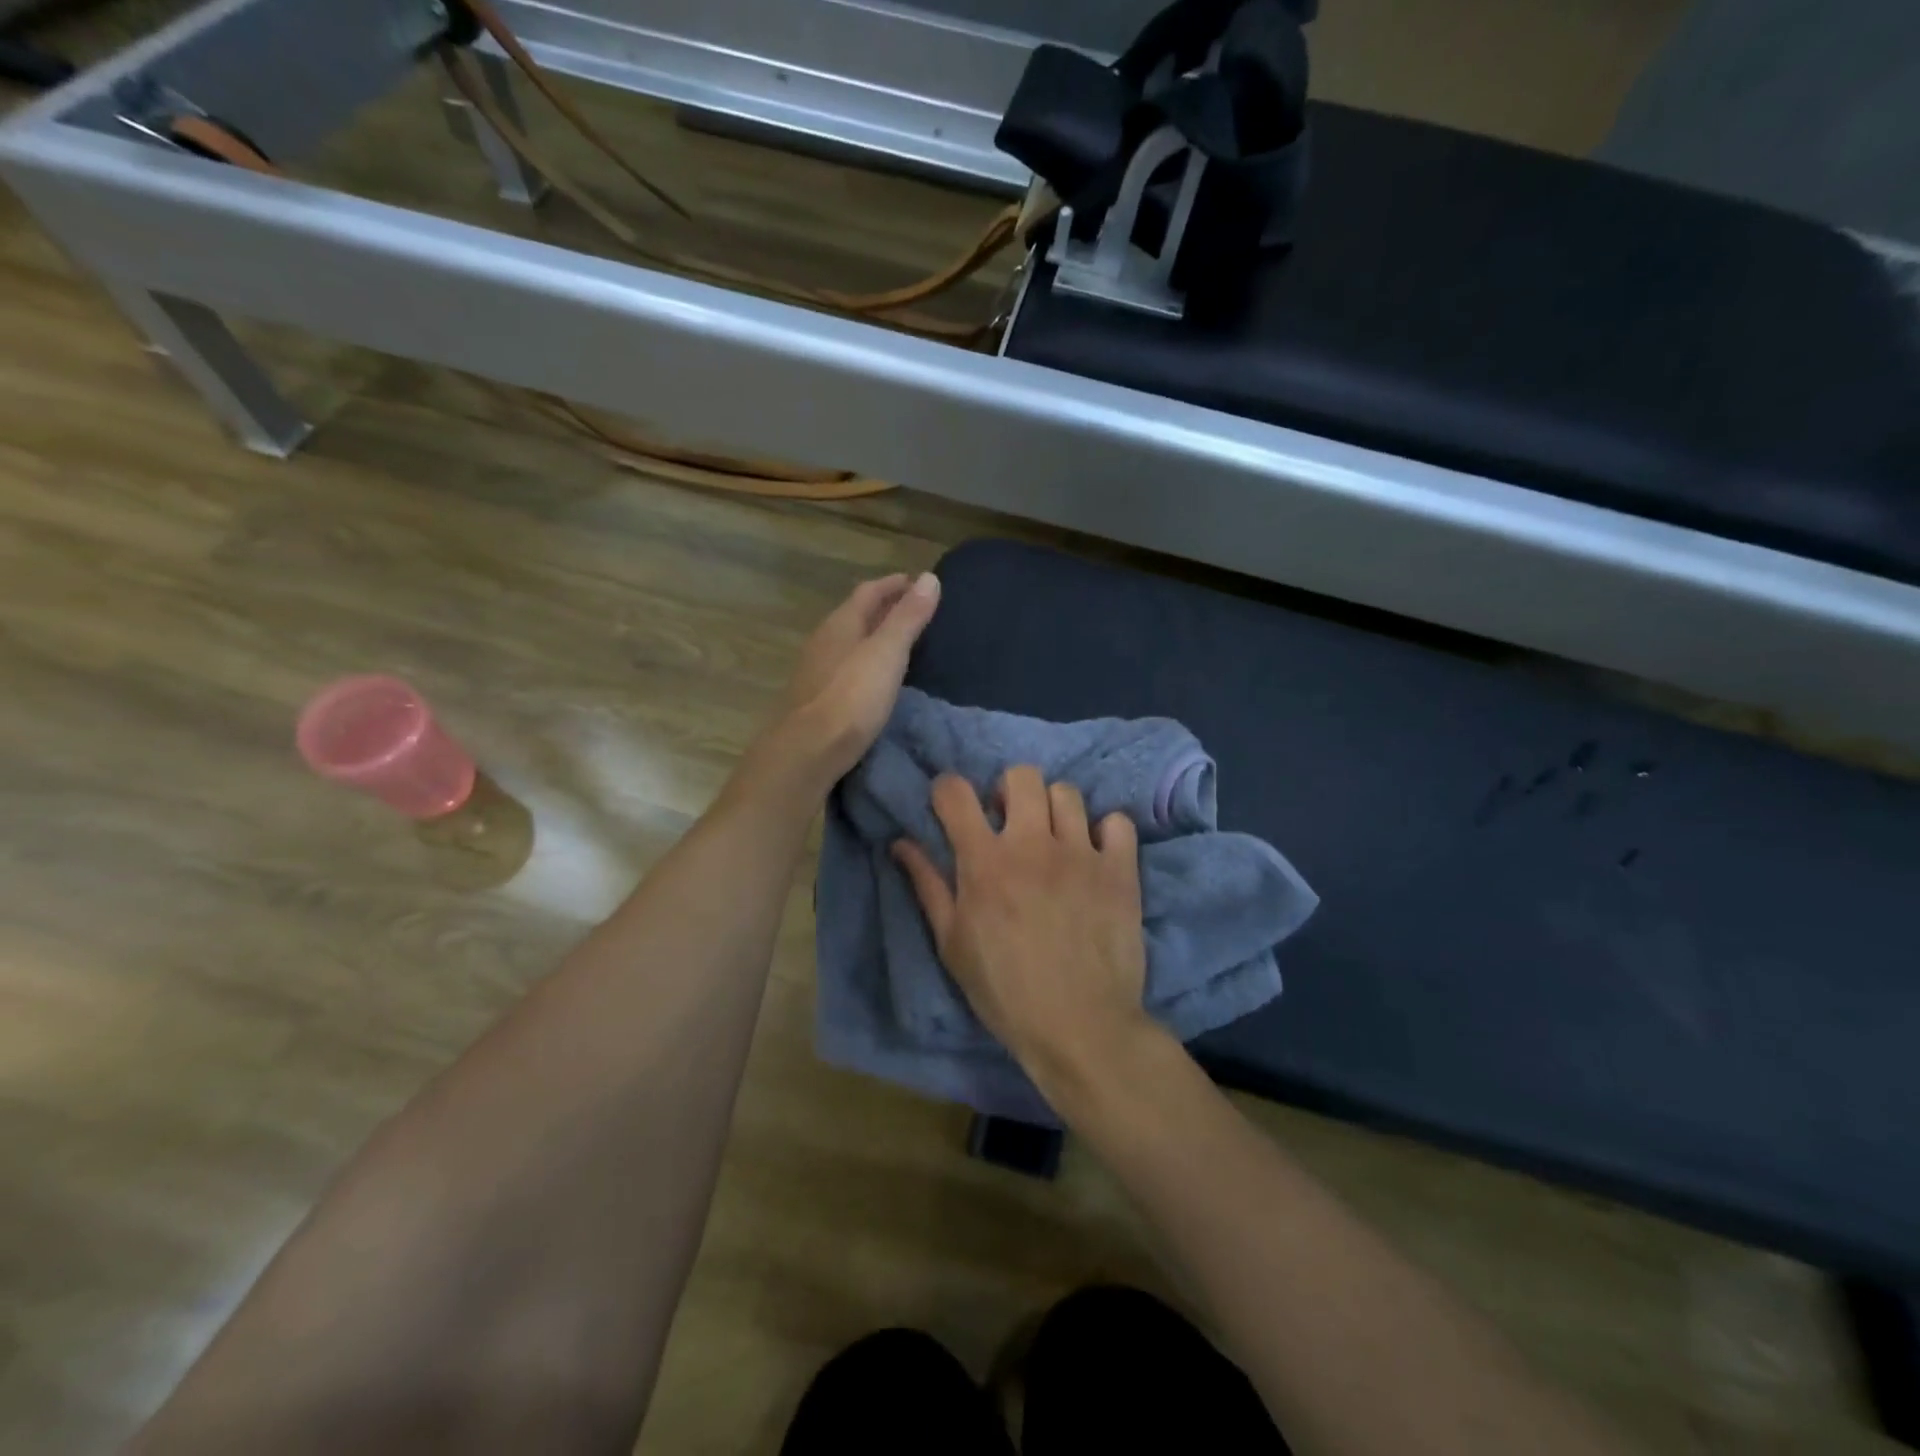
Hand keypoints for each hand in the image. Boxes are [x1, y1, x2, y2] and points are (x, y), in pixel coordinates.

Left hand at [764, 572, 940, 788]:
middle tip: (916, 612)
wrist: (807, 751)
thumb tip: (929, 577)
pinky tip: (877, 679)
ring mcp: (816, 671)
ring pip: (850, 642)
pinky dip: (866, 663)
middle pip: (857, 615)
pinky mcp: (817, 699)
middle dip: (885, 609)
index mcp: (840, 624)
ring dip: (874, 637)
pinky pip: (846, 668)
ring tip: (902, 644)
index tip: (919, 583)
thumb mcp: (887, 653)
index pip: (869, 591)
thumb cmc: (851, 698)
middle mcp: (824, 641)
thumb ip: (908, 617)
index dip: (894, 585)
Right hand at [893, 766, 1149, 1095]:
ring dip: (1054, 810)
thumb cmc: (1005, 991)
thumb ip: (927, 885)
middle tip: (1010, 823)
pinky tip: (1097, 856)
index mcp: (984, 862)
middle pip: (1021, 775)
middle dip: (1008, 790)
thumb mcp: (952, 943)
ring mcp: (1081, 853)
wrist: (1080, 1027)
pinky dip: (1106, 832)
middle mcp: (1032, 844)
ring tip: (1054, 840)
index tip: (951, 807)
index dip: (946, 791)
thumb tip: (901, 842)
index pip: (955, 792)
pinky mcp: (1120, 870)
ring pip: (1068, 792)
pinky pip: (1117, 822)